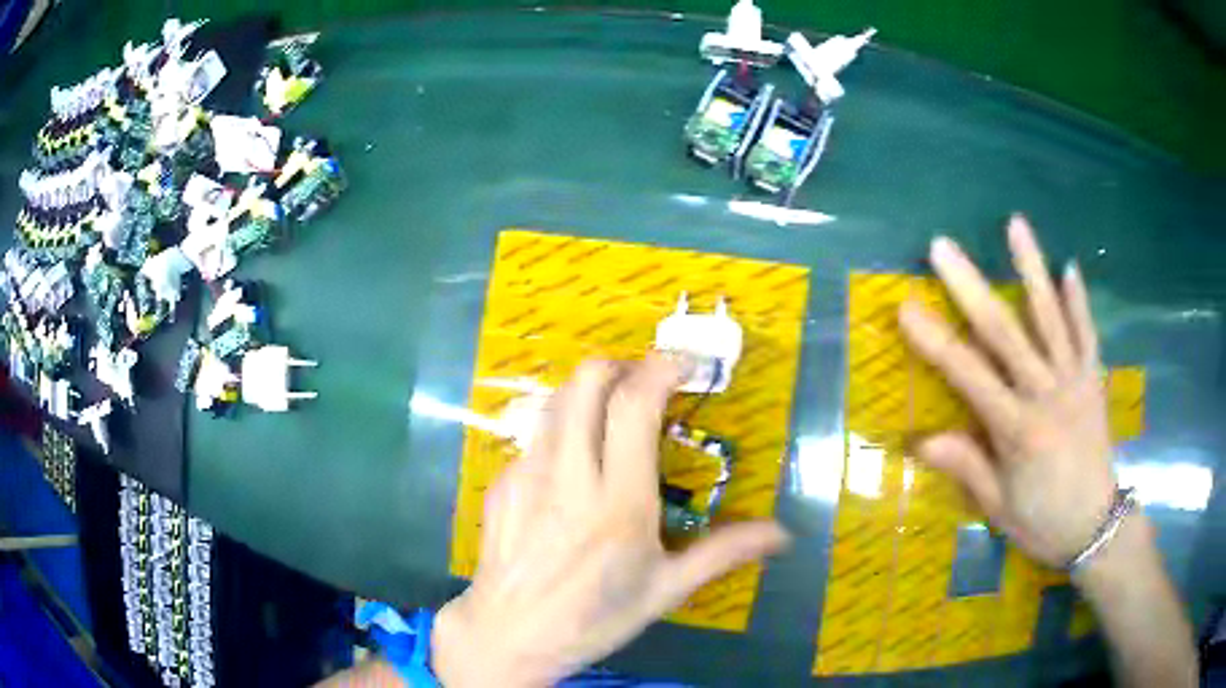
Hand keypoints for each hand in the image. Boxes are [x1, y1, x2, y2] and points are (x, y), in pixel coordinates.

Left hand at [431, 354, 789, 686]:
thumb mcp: (665, 591)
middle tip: (644, 385)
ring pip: (557, 401)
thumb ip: (723, 553)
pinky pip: (536, 438)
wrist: (509, 635)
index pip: (634, 407)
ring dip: (588, 392)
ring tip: (610, 415)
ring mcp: (527, 475)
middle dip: (620, 367)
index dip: (660, 370)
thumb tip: (782, 535)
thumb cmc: (594, 617)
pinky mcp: (501, 483)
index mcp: (619, 502)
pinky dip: (562, 432)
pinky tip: (572, 469)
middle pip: (587, 383)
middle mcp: (569, 476)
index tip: (682, 365)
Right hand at [898, 216, 1116, 567]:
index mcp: (1018, 431)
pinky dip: (1078, 301)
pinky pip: (1087, 333)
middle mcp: (1047, 395)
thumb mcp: (999, 509)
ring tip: (1015, 224)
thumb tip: (921, 440)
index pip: (970, 377)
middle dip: (970, 286)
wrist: (1097, 527)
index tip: (907, 306)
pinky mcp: (1094, 380)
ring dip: (1032, 268)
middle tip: (942, 246)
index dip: (936, 341)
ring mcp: (1075, 381)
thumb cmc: (1043, 522)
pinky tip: (1069, 267)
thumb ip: (967, 468)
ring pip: (1051, 318)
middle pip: (1005, 333)